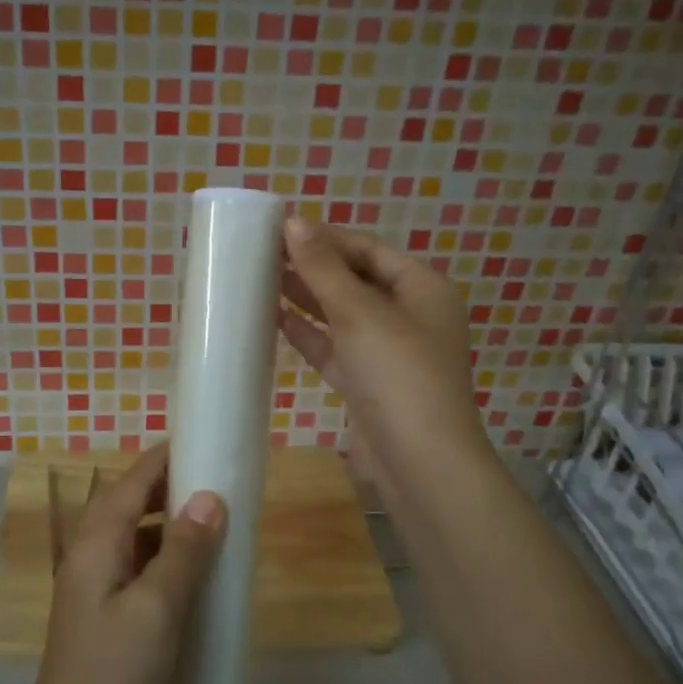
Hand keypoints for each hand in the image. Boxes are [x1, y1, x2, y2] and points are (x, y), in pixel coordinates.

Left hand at [14, 443, 225, 683]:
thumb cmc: (113, 673)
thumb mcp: (157, 609)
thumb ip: (183, 551)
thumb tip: (209, 498)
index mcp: (97, 544)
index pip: (131, 482)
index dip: (163, 458)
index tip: (201, 439)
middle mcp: (90, 556)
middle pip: (129, 504)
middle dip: (169, 487)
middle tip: (216, 479)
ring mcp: (94, 588)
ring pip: (135, 538)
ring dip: (169, 524)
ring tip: (212, 521)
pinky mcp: (104, 616)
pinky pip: (138, 569)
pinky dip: (165, 559)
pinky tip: (193, 574)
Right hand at [278, 217, 489, 500]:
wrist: (419, 462)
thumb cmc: (398, 373)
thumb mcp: (360, 312)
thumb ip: (323, 268)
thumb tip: (294, 221)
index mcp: (422, 288)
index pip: (368, 249)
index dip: (326, 237)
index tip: (280, 228)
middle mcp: (408, 315)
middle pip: (354, 280)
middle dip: (313, 266)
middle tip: (263, 252)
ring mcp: (387, 352)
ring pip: (341, 315)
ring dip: (306, 298)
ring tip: (260, 278)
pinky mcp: (366, 383)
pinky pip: (333, 348)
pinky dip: (307, 334)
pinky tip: (273, 318)